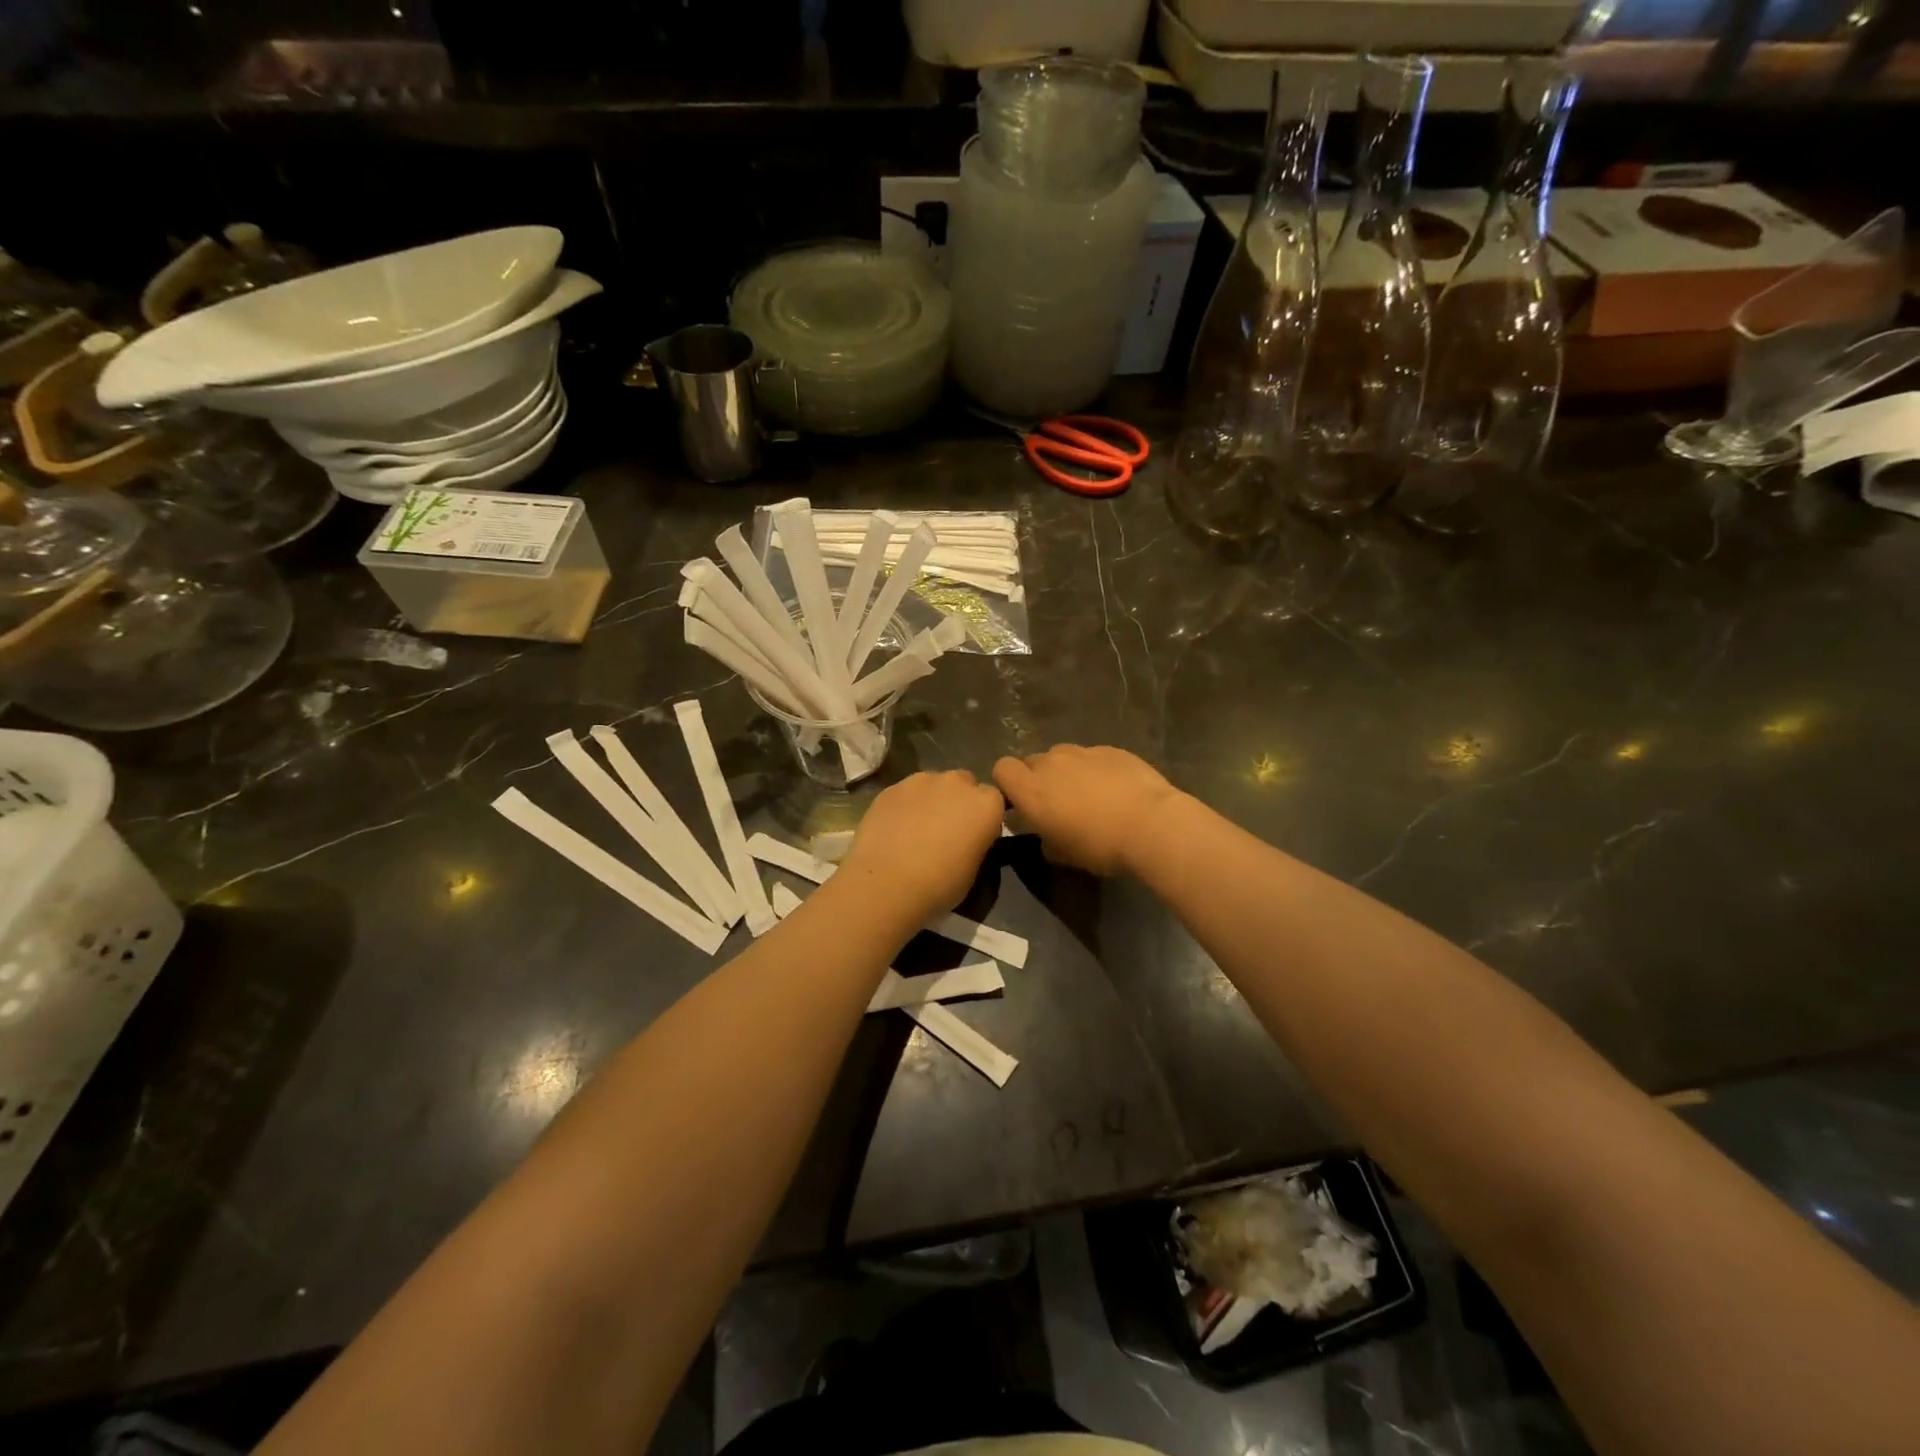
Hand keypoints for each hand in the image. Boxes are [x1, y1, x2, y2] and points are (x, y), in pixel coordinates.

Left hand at [840, 770, 1005, 921]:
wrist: (887, 884)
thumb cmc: (940, 885)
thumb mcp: (974, 869)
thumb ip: (976, 842)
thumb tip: (967, 838)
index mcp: (986, 804)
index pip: (994, 800)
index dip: (983, 817)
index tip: (974, 836)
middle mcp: (957, 783)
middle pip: (964, 783)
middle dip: (958, 801)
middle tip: (946, 829)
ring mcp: (921, 780)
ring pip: (932, 784)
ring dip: (931, 799)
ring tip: (916, 828)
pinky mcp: (891, 787)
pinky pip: (905, 792)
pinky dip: (905, 805)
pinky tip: (894, 829)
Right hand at [993, 745, 1180, 876]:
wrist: (1151, 825)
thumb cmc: (1100, 846)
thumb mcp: (1064, 855)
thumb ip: (1045, 840)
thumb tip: (1047, 836)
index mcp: (1031, 790)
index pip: (1002, 768)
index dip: (1009, 783)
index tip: (1021, 803)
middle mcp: (1051, 763)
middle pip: (1032, 761)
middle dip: (1038, 778)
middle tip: (1057, 803)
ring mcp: (1082, 752)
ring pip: (1062, 756)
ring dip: (1066, 771)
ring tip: (1088, 794)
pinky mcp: (1111, 749)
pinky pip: (1092, 756)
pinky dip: (1095, 768)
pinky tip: (1115, 788)